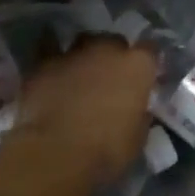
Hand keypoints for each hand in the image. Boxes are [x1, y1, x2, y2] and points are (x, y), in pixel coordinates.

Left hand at [10, 35, 155, 187]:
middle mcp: (107, 50)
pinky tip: (52, 70)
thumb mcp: (137, 138)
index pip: (151, 50)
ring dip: (86, 55)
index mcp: (137, 65)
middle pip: (115, 41)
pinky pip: (49, 53)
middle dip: (114, 55)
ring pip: (83, 42)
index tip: (146, 75)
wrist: (54, 154)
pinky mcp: (43, 65)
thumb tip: (137, 110)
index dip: (148, 62)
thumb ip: (139, 115)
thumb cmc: (106, 150)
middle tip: (111, 76)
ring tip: (82, 72)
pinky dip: (53, 60)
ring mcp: (73, 54)